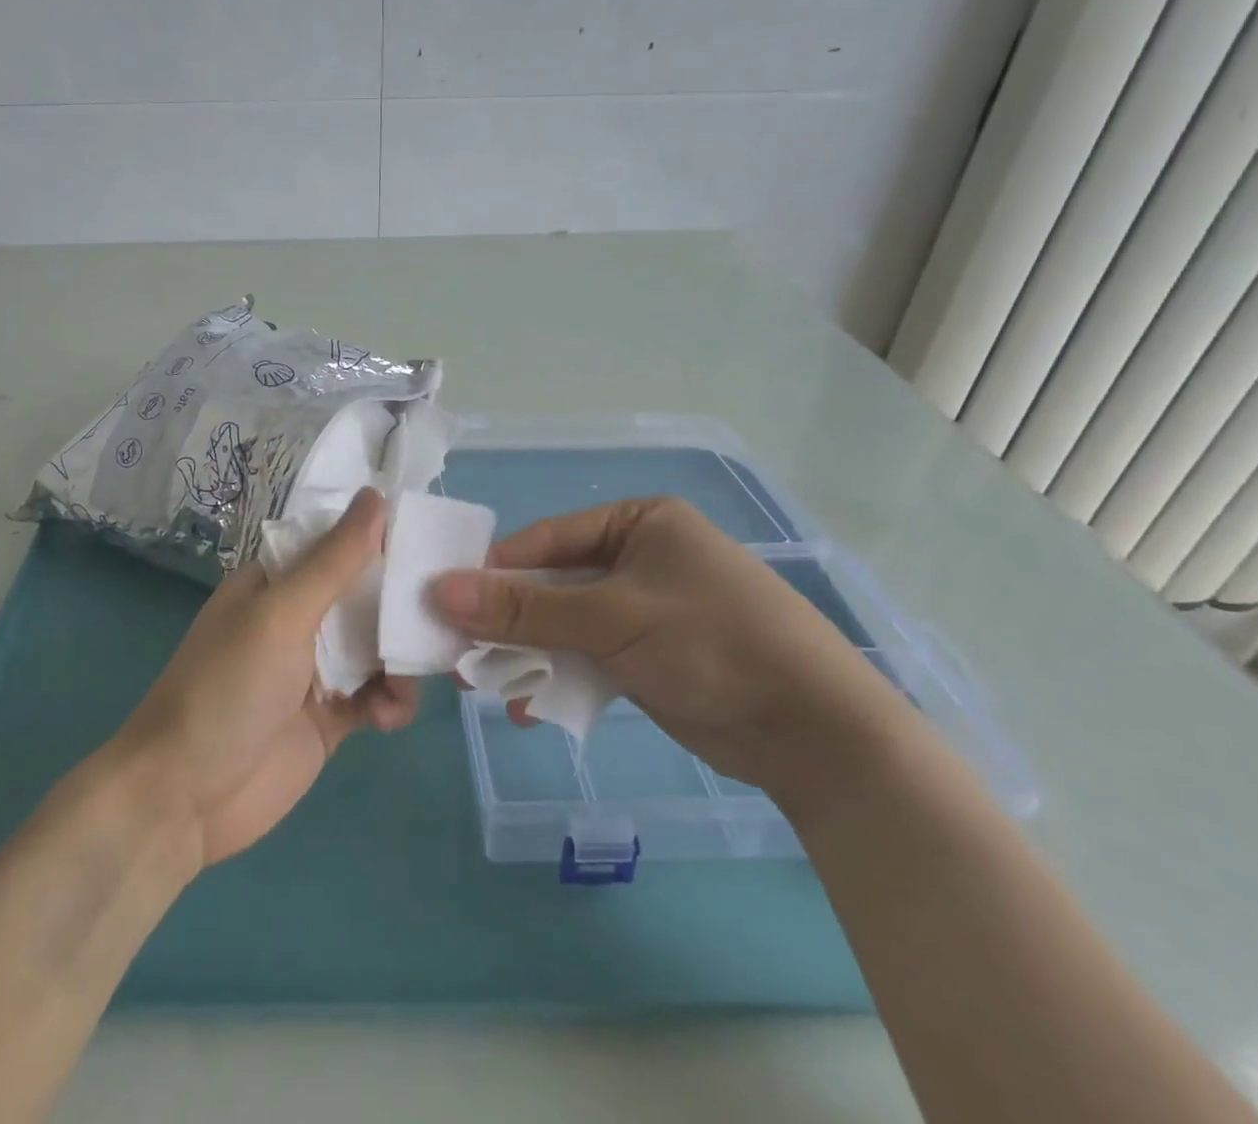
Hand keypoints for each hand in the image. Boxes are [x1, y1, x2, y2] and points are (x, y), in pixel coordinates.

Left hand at [114, 487, 416, 866]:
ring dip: (403, 657)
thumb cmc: (228, 689)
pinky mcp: (331, 717)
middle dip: (402, 603)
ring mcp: (316, 669)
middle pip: (366, 594)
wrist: (184, 799)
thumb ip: (334, 560)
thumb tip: (376, 494)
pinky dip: (391, 701)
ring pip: (379, 646)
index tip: (434, 536)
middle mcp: (299, 618)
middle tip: (446, 610)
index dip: (383, 537)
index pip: (339, 543)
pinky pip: (378, 695)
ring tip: (410, 676)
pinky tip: (387, 717)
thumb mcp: (281, 614)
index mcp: (278, 581)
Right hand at [430, 497, 903, 799]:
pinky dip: (560, 677)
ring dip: (527, 654)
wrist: (818, 736)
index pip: (546, 539)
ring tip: (483, 685)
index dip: (494, 571)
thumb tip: (439, 590)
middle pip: (552, 583)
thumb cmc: (712, 645)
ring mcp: (645, 609)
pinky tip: (531, 707)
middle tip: (458, 651)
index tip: (444, 602)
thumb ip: (524, 608)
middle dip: (507, 620)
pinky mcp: (651, 655)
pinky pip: (589, 657)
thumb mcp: (610, 619)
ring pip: (566, 624)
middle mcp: (639, 557)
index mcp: (638, 522)